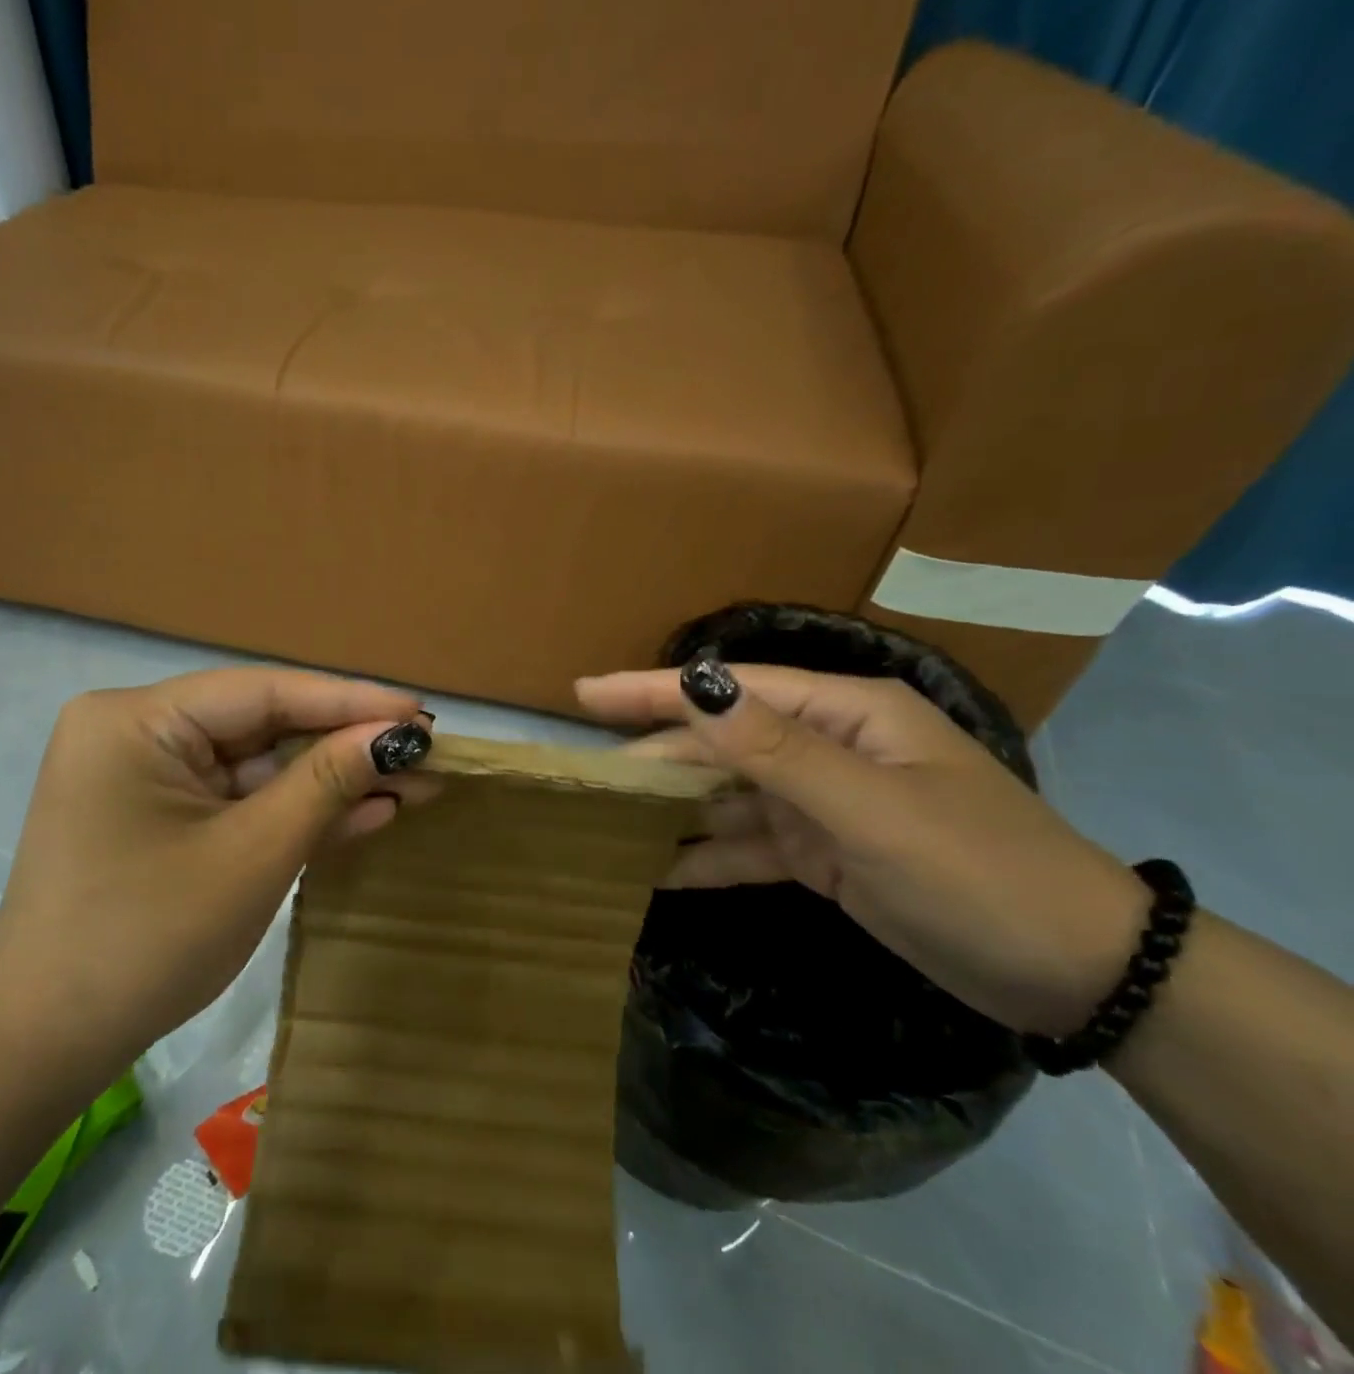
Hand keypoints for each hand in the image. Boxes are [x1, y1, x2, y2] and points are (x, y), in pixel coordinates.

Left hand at [0, 668, 432, 1055]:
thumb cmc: (146, 940)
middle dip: (345, 746)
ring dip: (330, 782)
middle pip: (263, 725)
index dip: (349, 700)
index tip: (421, 711)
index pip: (263, 691)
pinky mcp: (161, 816)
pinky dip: (295, 811)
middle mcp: (137, 730)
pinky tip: (366, 811)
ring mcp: (148, 776)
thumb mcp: (252, 855)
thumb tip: (398, 736)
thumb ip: (326, 784)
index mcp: (138, 719)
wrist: (46, 1046)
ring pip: (258, 766)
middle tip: (427, 751)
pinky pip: (239, 801)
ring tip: (413, 783)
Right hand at [576, 659, 1149, 1037]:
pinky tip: (656, 871)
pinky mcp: (823, 855)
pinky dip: (706, 857)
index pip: (734, 689)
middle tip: (585, 775)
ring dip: (673, 809)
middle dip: (656, 756)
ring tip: (606, 819)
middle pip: (721, 742)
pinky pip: (749, 846)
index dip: (656, 689)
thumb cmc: (979, 873)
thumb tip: (697, 689)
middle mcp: (828, 749)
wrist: (1080, 977)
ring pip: (728, 795)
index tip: (586, 692)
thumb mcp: (873, 810)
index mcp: (847, 714)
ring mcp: (824, 804)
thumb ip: (778, 751)